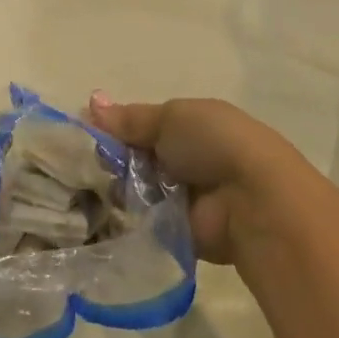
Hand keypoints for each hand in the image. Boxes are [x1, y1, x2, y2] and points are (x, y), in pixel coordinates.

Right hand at [87, 94, 305, 266]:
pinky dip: (126, 218)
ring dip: (117, 188)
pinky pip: (142, 223)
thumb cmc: (215, 144)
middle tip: (86, 163)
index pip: (141, 126)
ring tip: (90, 186)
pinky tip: (101, 212)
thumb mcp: (171, 117)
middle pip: (135, 159)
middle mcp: (185, 160)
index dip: (114, 129)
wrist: (253, 201)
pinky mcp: (176, 234)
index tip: (85, 133)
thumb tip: (92, 104)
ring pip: (135, 191)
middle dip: (112, 160)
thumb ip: (131, 118)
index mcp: (189, 126)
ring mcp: (181, 199)